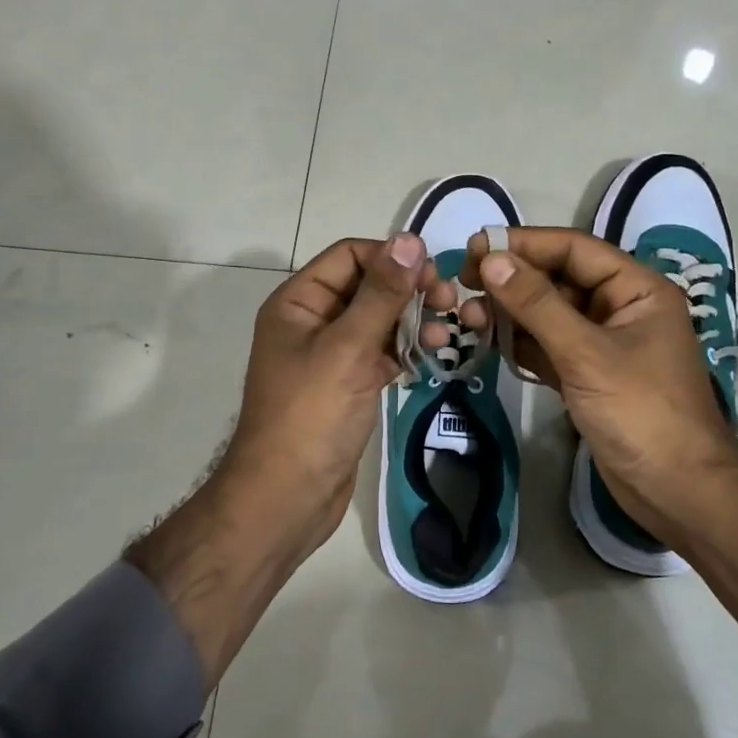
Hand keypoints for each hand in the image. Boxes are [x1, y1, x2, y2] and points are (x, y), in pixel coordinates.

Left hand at [221, 234, 456, 550]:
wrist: (287, 498)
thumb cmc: (311, 415)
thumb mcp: (348, 348)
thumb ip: (381, 294)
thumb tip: (410, 240)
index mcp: (299, 302)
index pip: (350, 256)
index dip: (392, 258)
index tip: (434, 275)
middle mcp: (313, 321)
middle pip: (368, 286)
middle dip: (409, 290)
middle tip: (450, 302)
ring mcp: (332, 354)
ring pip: (380, 320)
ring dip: (415, 320)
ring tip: (449, 334)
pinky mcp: (349, 384)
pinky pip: (383, 353)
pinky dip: (408, 350)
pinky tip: (436, 355)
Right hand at [458, 227, 737, 547]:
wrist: (676, 492)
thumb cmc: (641, 412)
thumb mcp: (586, 353)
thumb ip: (537, 304)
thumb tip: (492, 259)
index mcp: (637, 289)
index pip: (574, 249)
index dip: (525, 244)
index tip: (477, 245)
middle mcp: (620, 308)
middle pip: (558, 279)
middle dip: (513, 280)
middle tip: (464, 281)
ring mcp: (602, 343)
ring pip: (549, 314)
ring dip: (511, 312)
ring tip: (468, 315)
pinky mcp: (587, 375)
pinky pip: (547, 346)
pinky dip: (520, 343)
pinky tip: (488, 341)